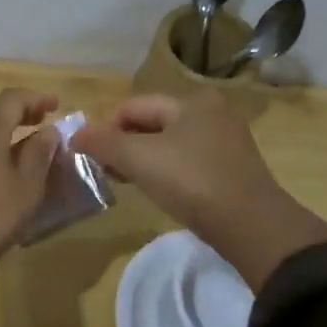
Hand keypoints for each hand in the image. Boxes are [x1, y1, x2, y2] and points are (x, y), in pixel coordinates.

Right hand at [72, 91, 326, 289]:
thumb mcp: (139, 159)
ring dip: (142, 159)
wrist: (250, 226)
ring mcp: (225, 141)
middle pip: (152, 122)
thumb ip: (104, 143)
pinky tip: (157, 190)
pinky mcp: (231, 168)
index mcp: (191, 101)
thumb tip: (76, 135)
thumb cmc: (191, 181)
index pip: (133, 106)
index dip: (105, 127)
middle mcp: (212, 112)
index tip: (89, 155)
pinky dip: (166, 170)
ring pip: (169, 143)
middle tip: (104, 170)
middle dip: (123, 144)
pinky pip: (187, 161)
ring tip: (126, 181)